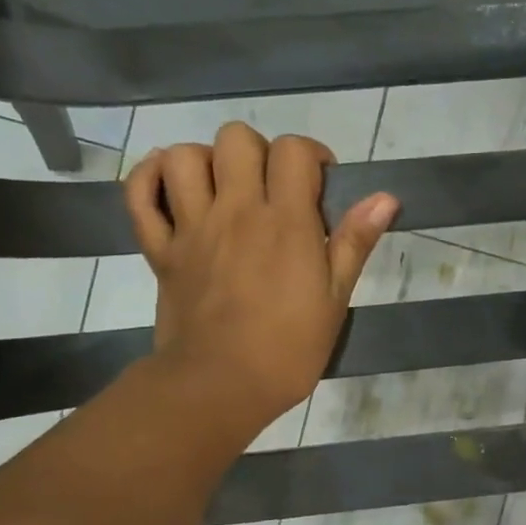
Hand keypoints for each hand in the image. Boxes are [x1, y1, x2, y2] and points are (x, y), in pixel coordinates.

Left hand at [125, 123, 396, 438]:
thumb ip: (355, 242)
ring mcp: (191, 227)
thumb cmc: (289, 349)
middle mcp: (236, 210)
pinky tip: (171, 187)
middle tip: (271, 188)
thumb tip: (386, 197)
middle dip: (259, 152)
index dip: (311, 156)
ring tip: (223, 190)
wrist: (221, 386)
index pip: (294, 151)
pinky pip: (139, 195)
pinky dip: (149, 178)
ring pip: (184, 155)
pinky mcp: (160, 249)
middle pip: (236, 139)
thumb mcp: (335, 298)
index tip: (319, 183)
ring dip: (206, 161)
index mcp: (286, 221)